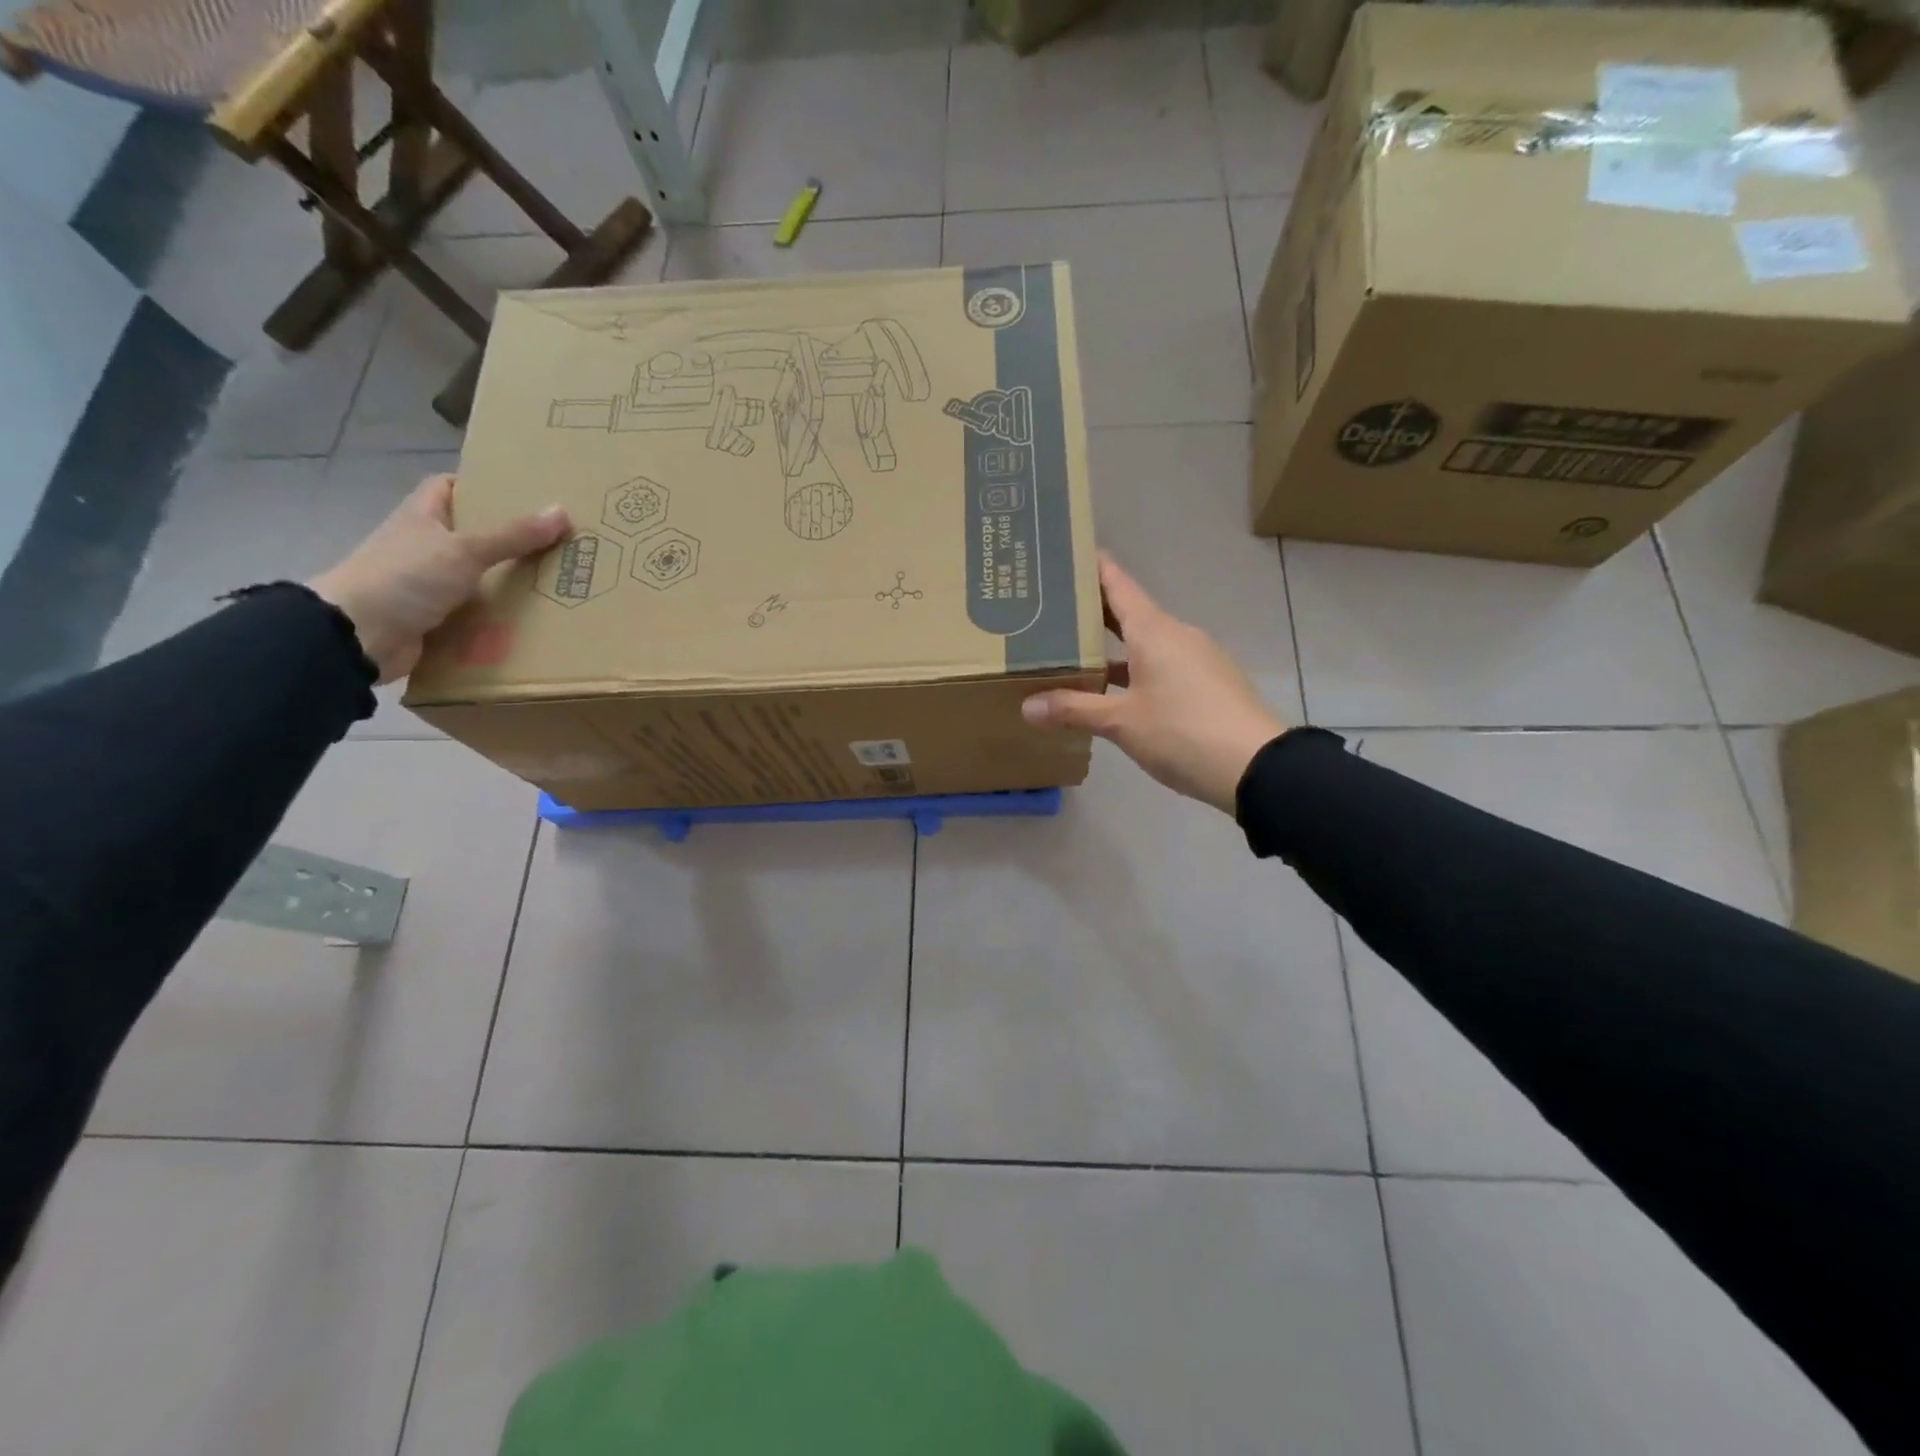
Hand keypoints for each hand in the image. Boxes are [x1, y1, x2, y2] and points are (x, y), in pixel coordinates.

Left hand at [308, 474, 568, 683]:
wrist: (358, 635)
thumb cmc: (406, 577)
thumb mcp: (465, 550)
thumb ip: (513, 534)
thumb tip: (562, 511)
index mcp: (421, 517)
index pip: (448, 488)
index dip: (480, 486)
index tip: (522, 495)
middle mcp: (423, 546)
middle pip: (471, 534)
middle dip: (509, 539)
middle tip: (554, 542)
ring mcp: (426, 584)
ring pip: (476, 577)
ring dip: (507, 582)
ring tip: (554, 582)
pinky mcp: (433, 619)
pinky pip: (474, 613)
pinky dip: (497, 617)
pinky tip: (530, 621)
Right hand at [1021, 554, 1286, 814]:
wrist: (1256, 766)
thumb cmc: (1182, 731)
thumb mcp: (1121, 722)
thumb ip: (1074, 709)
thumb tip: (1027, 706)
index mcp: (1154, 630)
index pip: (1117, 583)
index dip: (1092, 566)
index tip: (1064, 554)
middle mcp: (1176, 634)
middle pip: (1129, 613)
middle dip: (1092, 612)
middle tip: (1051, 612)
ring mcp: (1197, 658)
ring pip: (1146, 643)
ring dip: (1113, 647)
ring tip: (1074, 655)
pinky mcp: (1208, 683)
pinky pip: (1163, 665)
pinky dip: (1135, 669)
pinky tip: (1115, 692)